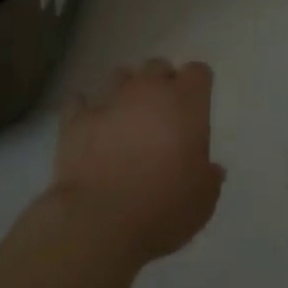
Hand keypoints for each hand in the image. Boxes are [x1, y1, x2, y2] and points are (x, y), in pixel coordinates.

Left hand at [50, 59, 224, 265]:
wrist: (100, 220)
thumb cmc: (163, 208)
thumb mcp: (203, 200)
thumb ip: (209, 176)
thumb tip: (211, 168)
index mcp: (184, 103)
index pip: (197, 72)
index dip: (197, 86)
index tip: (196, 105)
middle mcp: (147, 90)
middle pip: (157, 67)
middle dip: (161, 83)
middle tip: (162, 114)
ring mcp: (109, 99)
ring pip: (120, 76)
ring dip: (126, 92)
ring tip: (126, 118)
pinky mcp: (76, 117)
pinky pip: (81, 102)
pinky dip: (87, 110)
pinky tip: (91, 126)